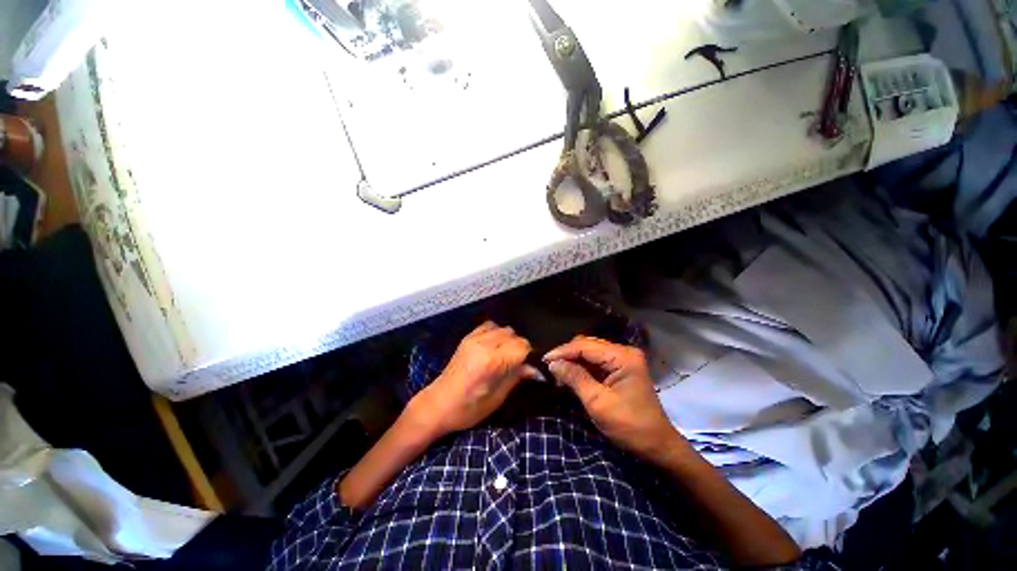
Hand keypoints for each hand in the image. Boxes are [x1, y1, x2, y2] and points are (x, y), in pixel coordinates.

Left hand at [410, 321, 539, 438]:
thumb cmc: (468, 409)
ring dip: (509, 339)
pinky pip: (489, 326)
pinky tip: (494, 346)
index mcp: (492, 361)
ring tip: (505, 355)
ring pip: (503, 328)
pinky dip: (496, 333)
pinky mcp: (467, 337)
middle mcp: (483, 344)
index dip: (529, 355)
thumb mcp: (497, 398)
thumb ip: (516, 377)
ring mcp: (474, 338)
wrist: (437, 405)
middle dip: (519, 347)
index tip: (528, 365)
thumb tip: (534, 368)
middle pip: (514, 335)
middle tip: (517, 363)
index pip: (522, 346)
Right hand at [544, 336, 682, 460]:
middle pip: (587, 345)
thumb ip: (575, 378)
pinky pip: (596, 362)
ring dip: (573, 360)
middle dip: (567, 355)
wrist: (657, 446)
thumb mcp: (598, 403)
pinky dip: (581, 367)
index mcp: (622, 357)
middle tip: (549, 367)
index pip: (585, 345)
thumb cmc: (629, 426)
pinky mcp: (621, 369)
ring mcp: (623, 359)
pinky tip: (570, 374)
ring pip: (590, 352)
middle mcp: (624, 352)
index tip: (544, 360)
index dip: (563, 351)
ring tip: (556, 372)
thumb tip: (553, 363)